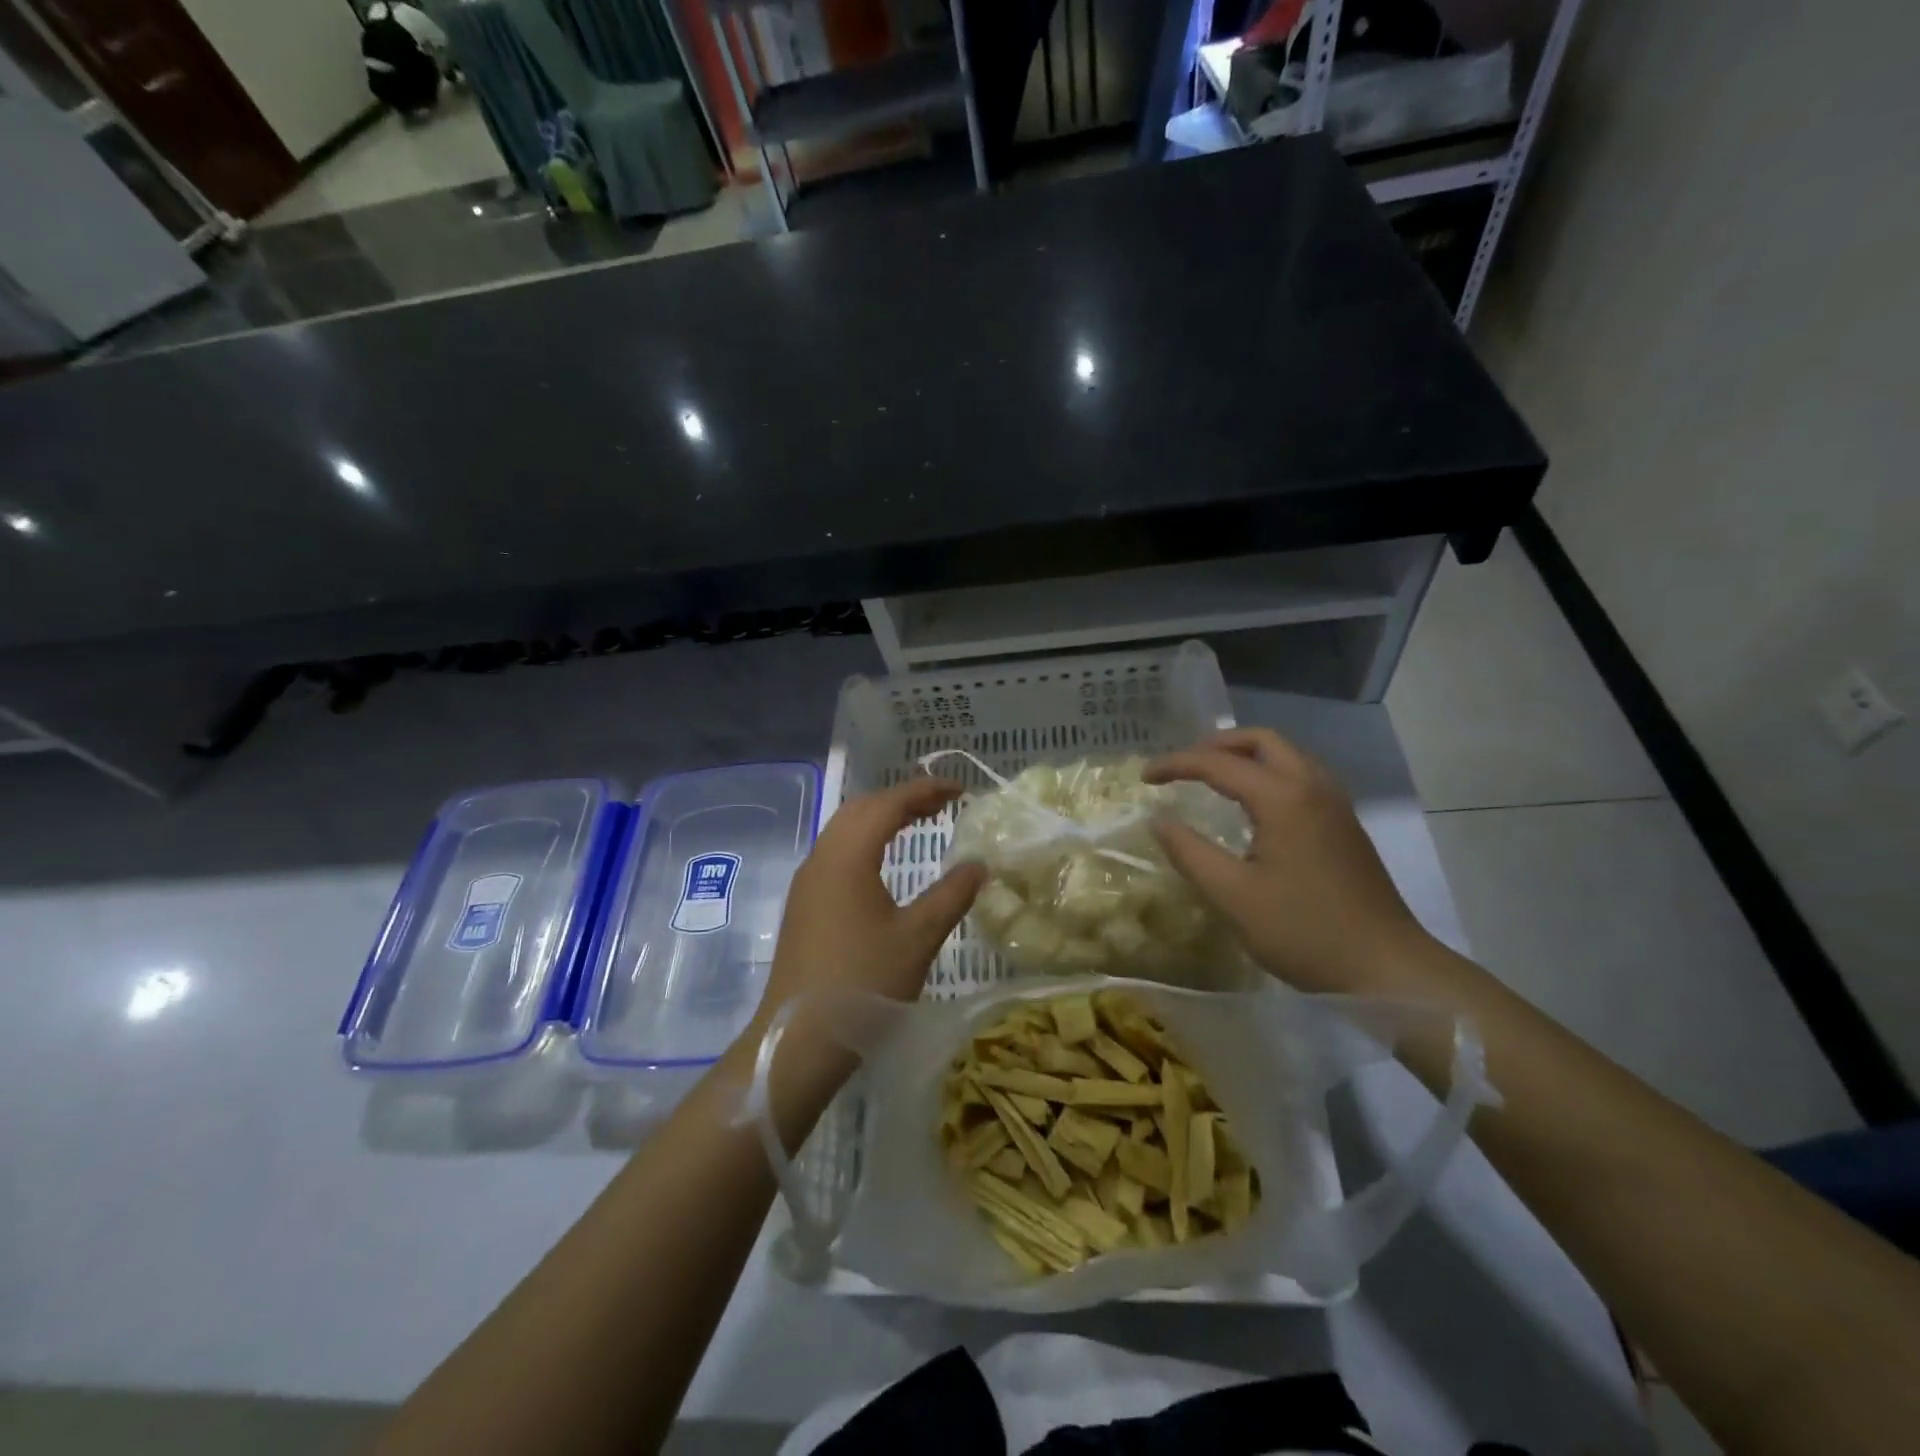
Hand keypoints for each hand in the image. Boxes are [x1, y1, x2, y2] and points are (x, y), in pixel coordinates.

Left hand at [739, 781, 984, 1116]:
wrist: (798, 1038)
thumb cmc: (863, 983)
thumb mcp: (917, 937)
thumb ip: (951, 895)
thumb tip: (978, 864)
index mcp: (847, 857)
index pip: (888, 804)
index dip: (924, 790)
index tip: (959, 790)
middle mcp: (821, 858)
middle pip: (861, 809)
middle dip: (901, 799)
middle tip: (941, 804)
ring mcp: (807, 882)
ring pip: (844, 830)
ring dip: (881, 818)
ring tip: (917, 824)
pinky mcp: (804, 904)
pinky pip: (836, 853)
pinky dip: (865, 841)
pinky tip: (883, 863)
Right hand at [1145, 729, 1436, 995]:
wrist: (1387, 967)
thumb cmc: (1304, 932)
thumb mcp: (1233, 896)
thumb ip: (1189, 853)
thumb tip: (1158, 821)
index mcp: (1283, 798)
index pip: (1218, 763)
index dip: (1176, 764)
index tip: (1144, 777)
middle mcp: (1312, 786)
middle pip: (1261, 740)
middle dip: (1216, 745)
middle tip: (1182, 766)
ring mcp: (1335, 803)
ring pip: (1286, 754)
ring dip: (1245, 755)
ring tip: (1211, 777)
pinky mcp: (1345, 823)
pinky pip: (1300, 774)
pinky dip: (1267, 772)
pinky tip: (1252, 805)